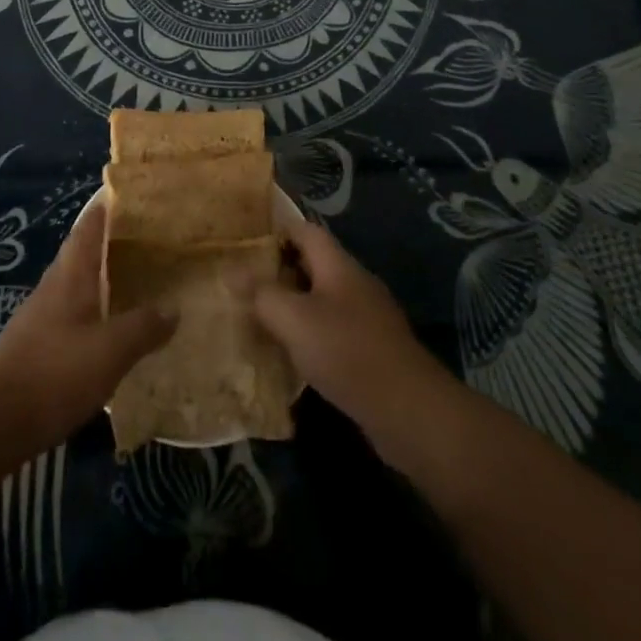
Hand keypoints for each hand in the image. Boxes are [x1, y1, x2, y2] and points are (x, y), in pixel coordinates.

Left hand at [0, 204, 175, 452]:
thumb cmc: (54, 372)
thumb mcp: (110, 350)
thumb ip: (143, 327)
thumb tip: (174, 308)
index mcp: (71, 275)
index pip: (89, 227)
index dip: (107, 208)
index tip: (132, 195)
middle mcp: (54, 286)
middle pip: (83, 253)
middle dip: (111, 244)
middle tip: (147, 240)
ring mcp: (41, 316)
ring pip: (78, 284)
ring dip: (103, 279)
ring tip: (136, 280)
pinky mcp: (36, 346)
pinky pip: (72, 315)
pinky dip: (94, 311)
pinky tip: (110, 329)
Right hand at [243, 220, 450, 440]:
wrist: (409, 411)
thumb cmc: (346, 352)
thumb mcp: (294, 320)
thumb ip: (262, 294)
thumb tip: (232, 271)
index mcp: (338, 265)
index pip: (305, 230)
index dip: (277, 229)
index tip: (246, 242)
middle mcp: (355, 283)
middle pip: (314, 263)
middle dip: (280, 269)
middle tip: (245, 282)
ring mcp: (368, 317)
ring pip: (323, 298)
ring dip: (294, 304)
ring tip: (261, 317)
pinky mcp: (373, 349)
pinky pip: (334, 328)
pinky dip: (311, 333)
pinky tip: (293, 354)